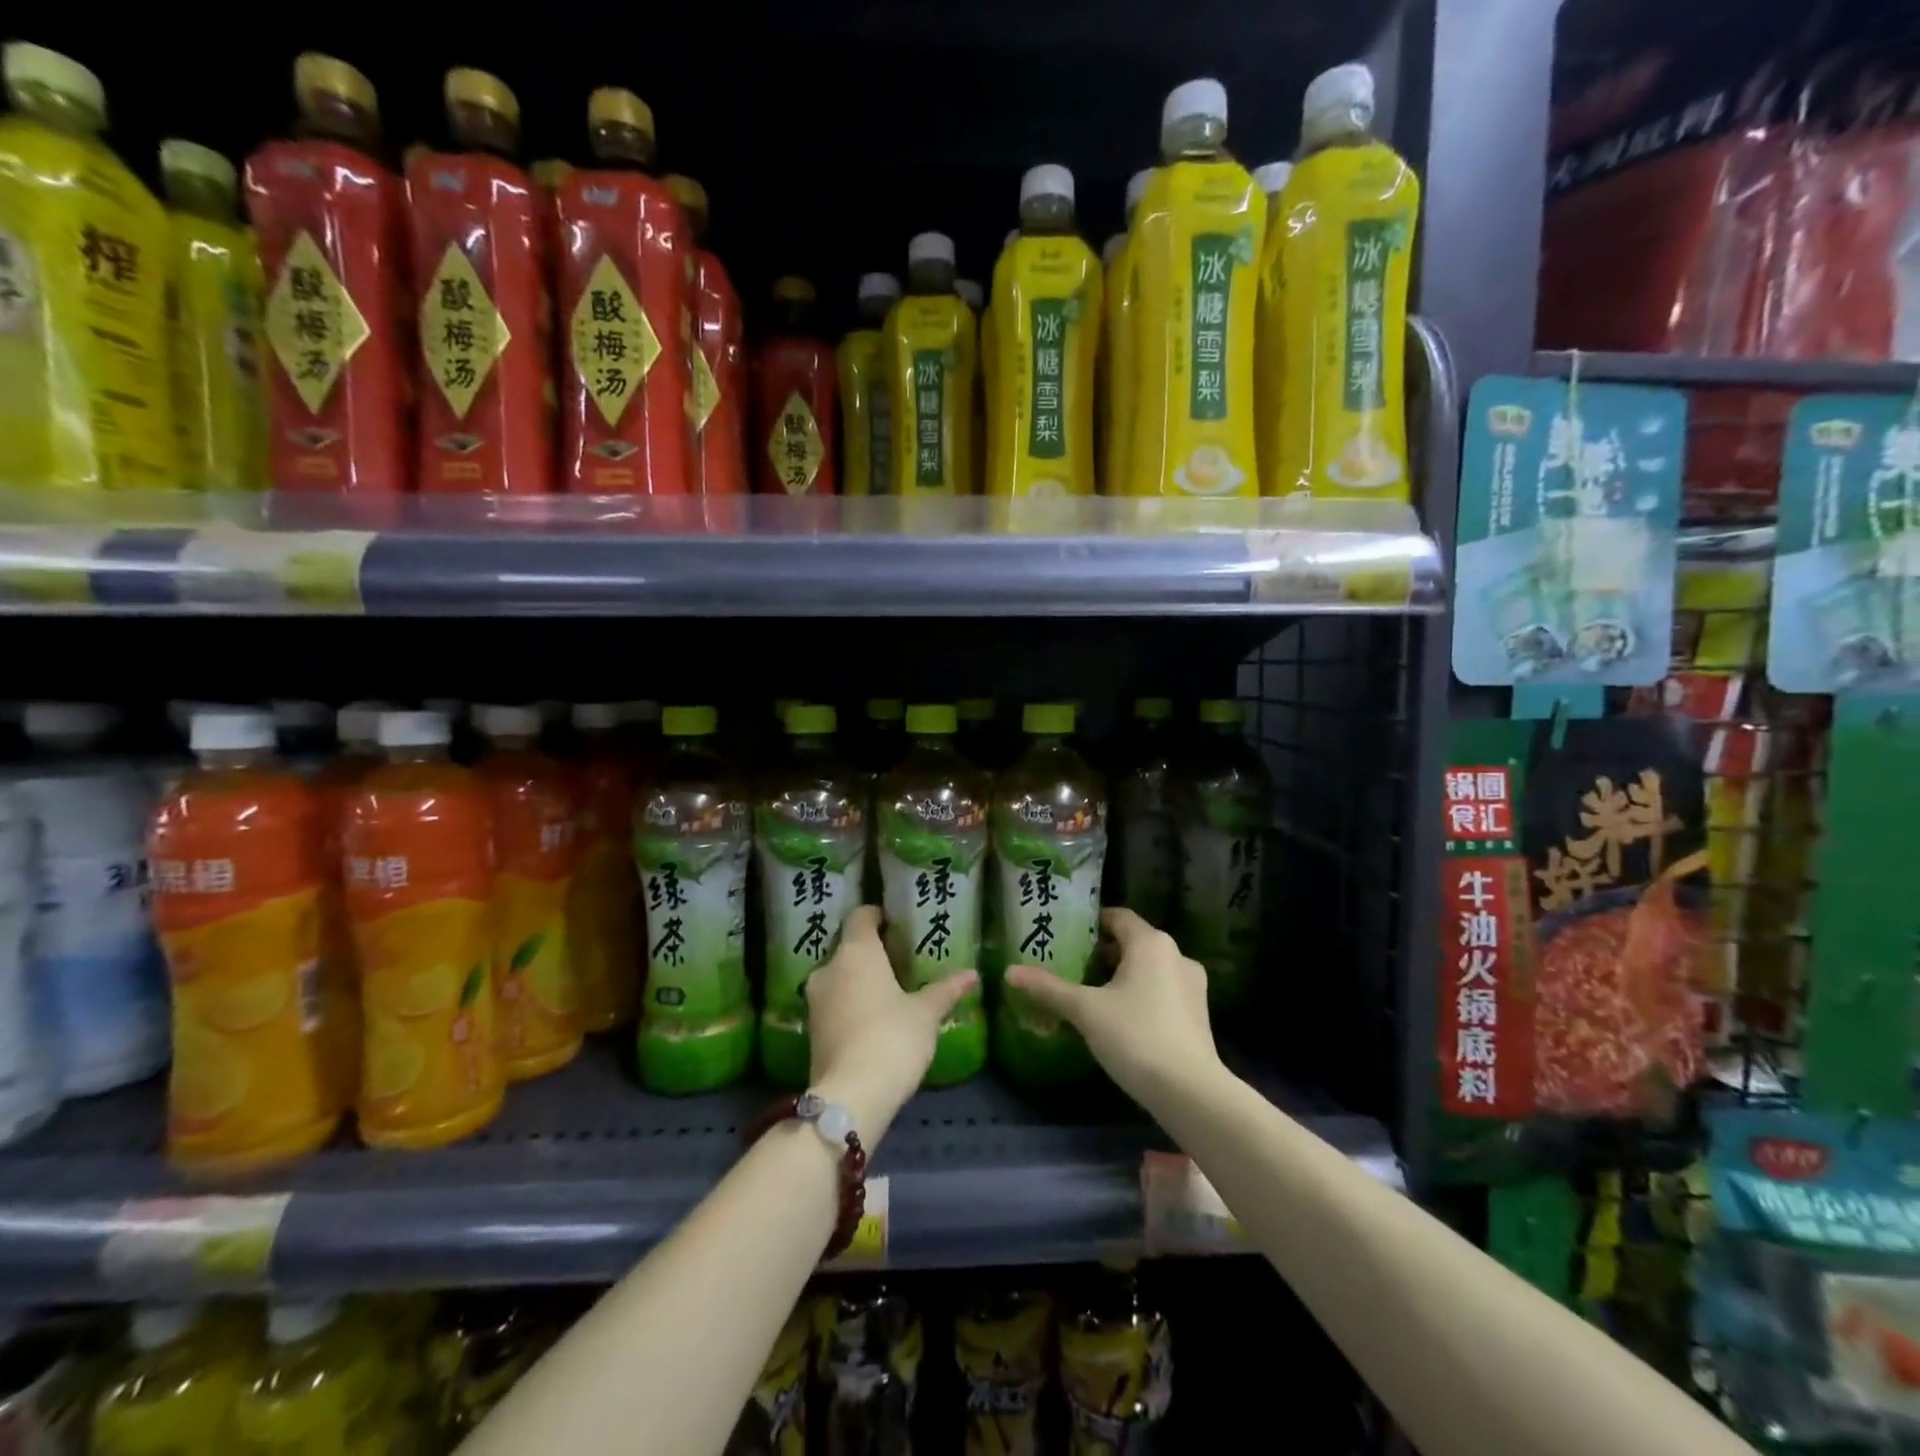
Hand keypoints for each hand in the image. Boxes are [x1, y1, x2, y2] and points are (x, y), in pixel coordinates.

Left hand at [804, 905, 976, 1143]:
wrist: (851, 1096)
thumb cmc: (892, 1037)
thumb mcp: (926, 1013)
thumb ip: (946, 990)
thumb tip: (972, 974)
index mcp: (856, 951)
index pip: (861, 915)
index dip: (877, 915)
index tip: (896, 924)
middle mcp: (829, 968)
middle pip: (849, 947)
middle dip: (871, 953)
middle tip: (899, 961)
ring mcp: (815, 1001)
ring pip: (839, 978)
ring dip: (859, 981)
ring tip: (889, 992)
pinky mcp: (811, 1031)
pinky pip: (834, 1005)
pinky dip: (850, 1006)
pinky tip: (873, 1020)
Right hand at [1005, 908, 1220, 1106]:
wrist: (1190, 1092)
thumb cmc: (1135, 1037)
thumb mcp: (1085, 1011)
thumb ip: (1048, 988)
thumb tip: (1009, 971)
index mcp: (1151, 943)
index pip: (1117, 917)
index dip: (1091, 923)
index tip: (1066, 935)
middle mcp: (1176, 955)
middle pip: (1132, 943)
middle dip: (1101, 954)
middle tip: (1071, 967)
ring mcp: (1191, 986)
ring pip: (1148, 969)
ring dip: (1121, 976)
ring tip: (1090, 995)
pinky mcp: (1198, 1014)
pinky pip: (1161, 991)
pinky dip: (1139, 996)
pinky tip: (1119, 1020)